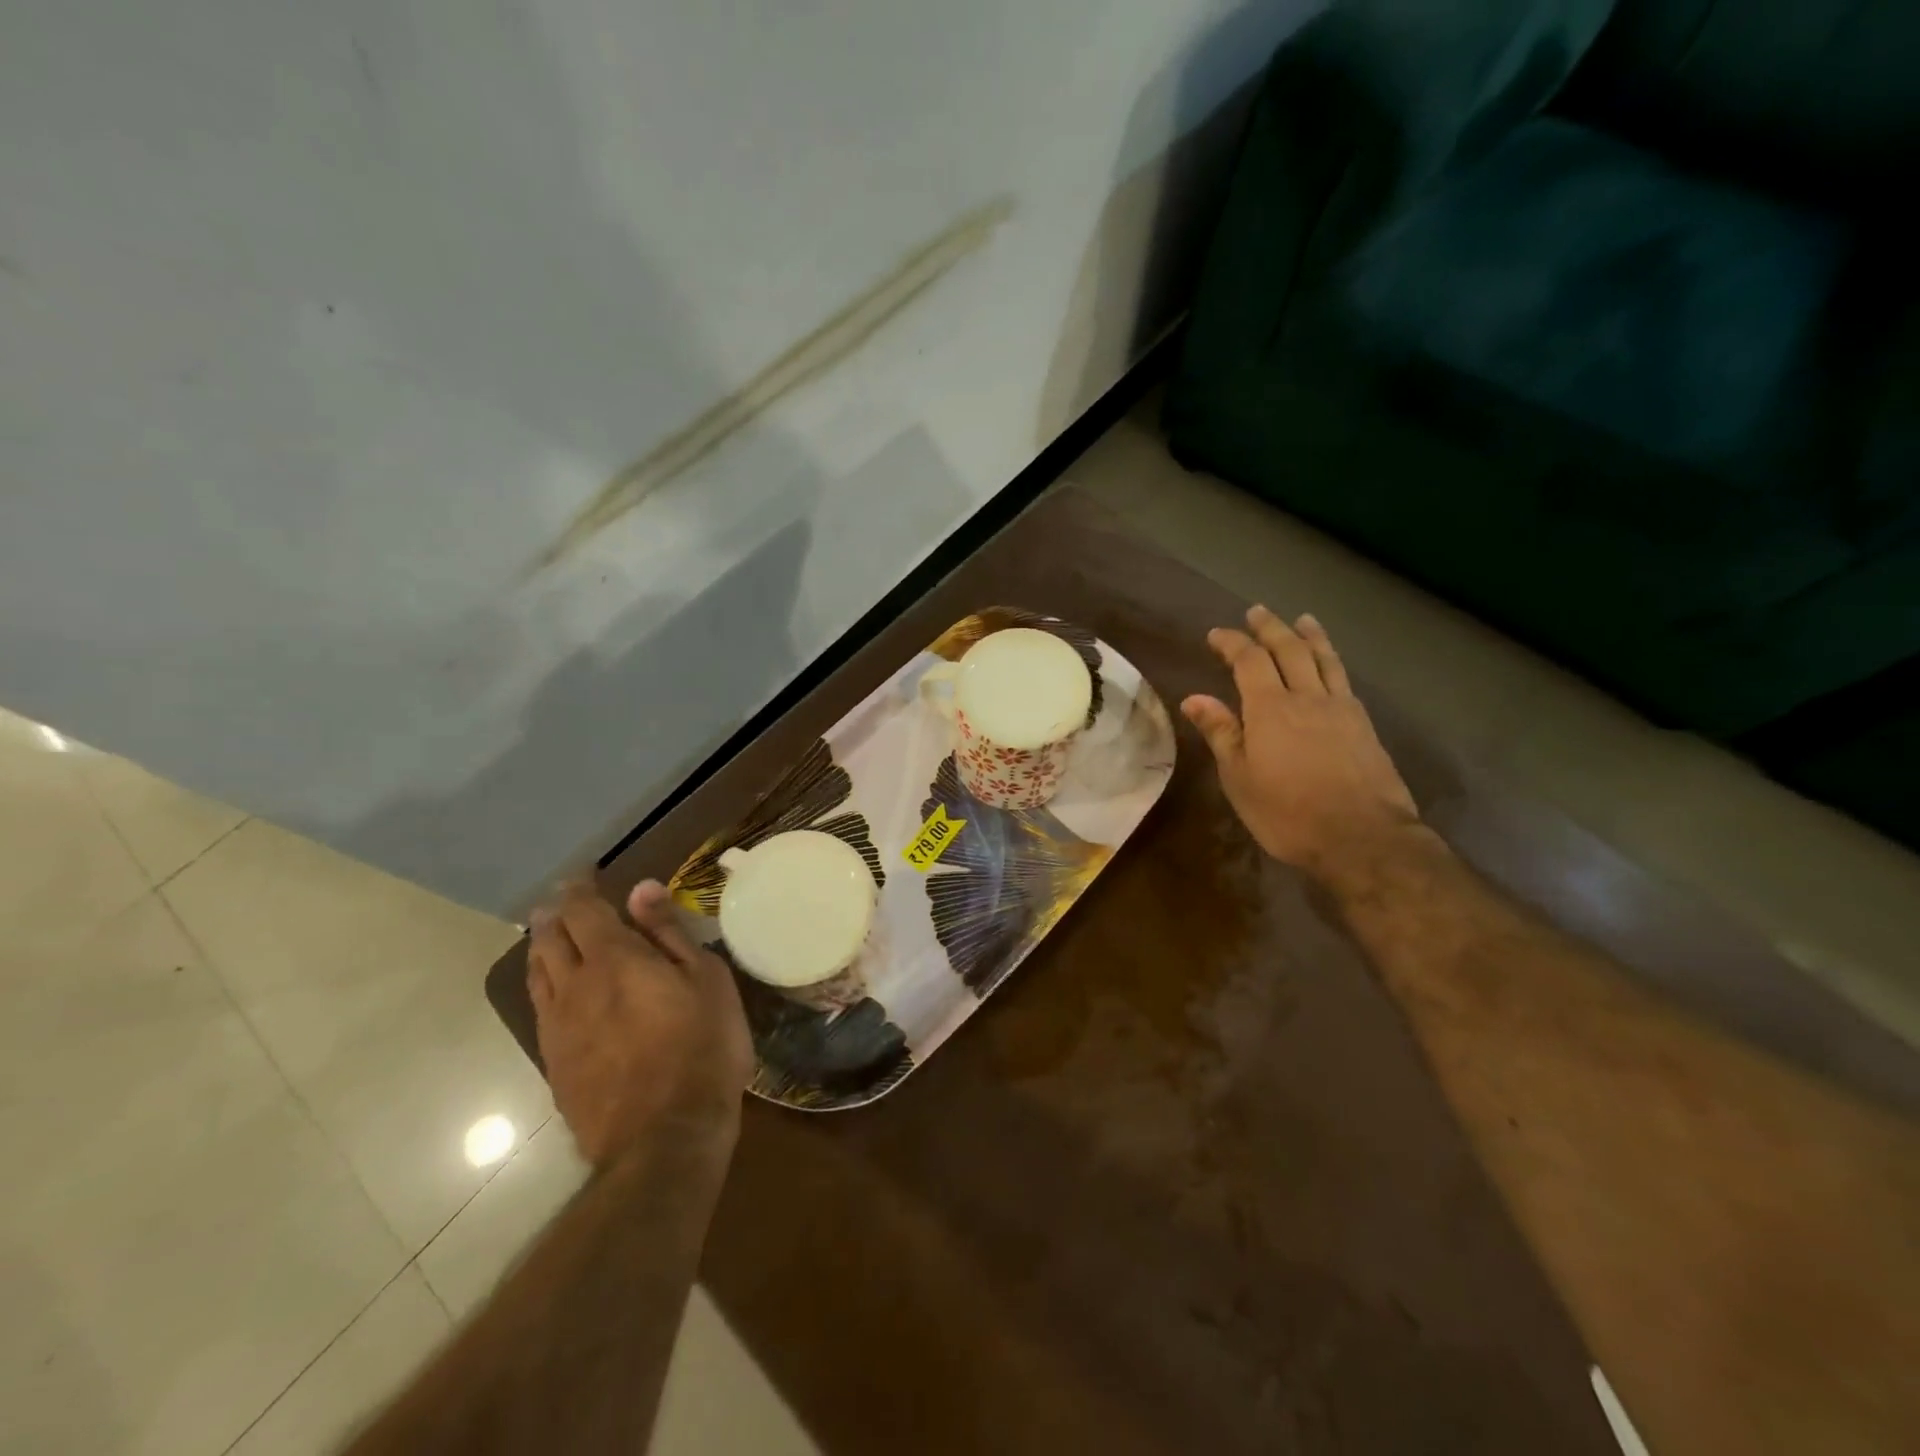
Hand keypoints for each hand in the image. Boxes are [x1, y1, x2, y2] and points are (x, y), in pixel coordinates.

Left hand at [528, 880, 753, 1167]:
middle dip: (554, 915)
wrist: (664, 1137)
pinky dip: (545, 985)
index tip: (584, 875)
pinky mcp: (554, 1064)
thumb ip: (668, 933)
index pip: (583, 910)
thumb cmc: (701, 1047)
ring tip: (550, 937)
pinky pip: (540, 1010)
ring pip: (537, 974)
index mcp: (613, 960)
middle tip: (561, 902)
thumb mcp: (705, 980)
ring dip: (542, 948)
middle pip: (549, 939)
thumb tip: (641, 888)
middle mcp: (574, 987)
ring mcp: (557, 1029)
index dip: (580, 888)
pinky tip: (556, 991)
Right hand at [1182, 606, 1420, 879]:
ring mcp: (1341, 709)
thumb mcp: (1240, 778)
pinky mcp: (1364, 726)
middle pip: (1289, 649)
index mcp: (1270, 708)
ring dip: (1310, 636)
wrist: (1363, 837)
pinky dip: (1332, 661)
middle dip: (1270, 628)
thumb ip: (1221, 733)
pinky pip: (1344, 679)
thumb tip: (1194, 698)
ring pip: (1324, 659)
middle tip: (1257, 612)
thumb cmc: (1288, 812)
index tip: (1216, 634)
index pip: (1248, 661)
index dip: (1232, 642)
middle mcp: (1307, 697)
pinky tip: (1331, 666)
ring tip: (1303, 619)